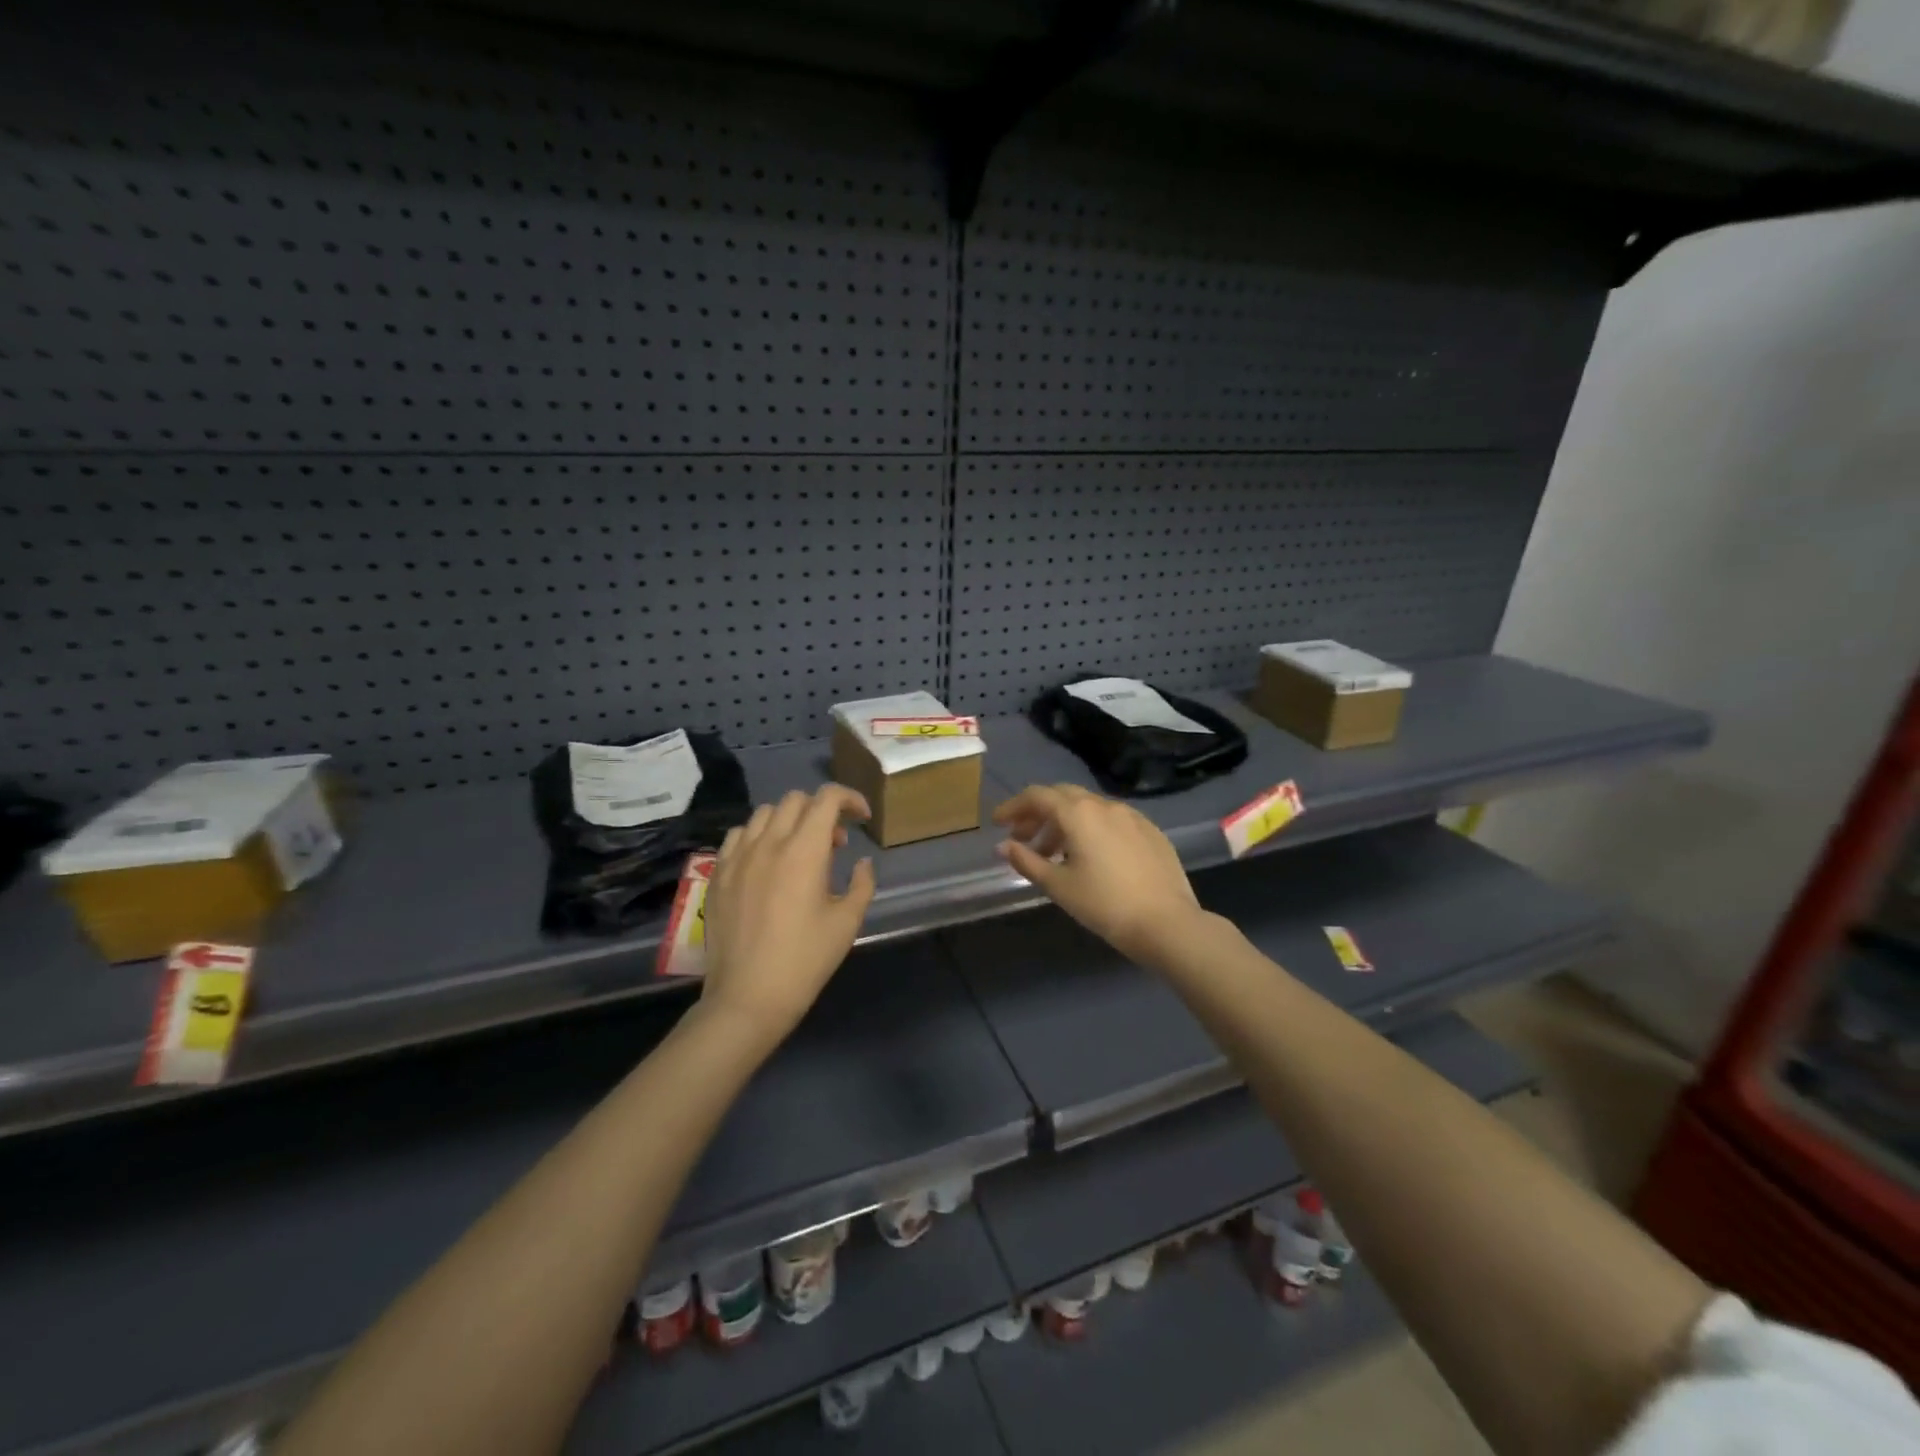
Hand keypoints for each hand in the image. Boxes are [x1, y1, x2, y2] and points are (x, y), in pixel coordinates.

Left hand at [700, 786, 877, 1052]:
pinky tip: (766, 861)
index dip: (849, 798)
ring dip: (789, 820)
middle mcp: (768, 843)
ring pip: (764, 813)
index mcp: (804, 851)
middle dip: (821, 810)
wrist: (748, 996)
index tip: (861, 818)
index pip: (826, 798)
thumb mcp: (847, 923)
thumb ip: (862, 884)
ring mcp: (737, 856)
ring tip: (799, 849)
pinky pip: (737, 835)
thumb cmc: (805, 960)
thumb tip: (862, 863)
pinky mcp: (717, 874)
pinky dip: (758, 836)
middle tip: (835, 841)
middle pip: (796, 800)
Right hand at [993, 784, 1206, 966]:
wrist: (1166, 923)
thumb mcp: (1058, 886)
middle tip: (1023, 838)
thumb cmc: (1104, 904)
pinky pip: (1111, 820)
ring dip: (1064, 823)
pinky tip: (1090, 857)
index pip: (1037, 796)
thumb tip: (1003, 846)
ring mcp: (1131, 816)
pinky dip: (1090, 829)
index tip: (998, 823)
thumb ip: (1026, 861)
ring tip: (1053, 854)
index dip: (1013, 807)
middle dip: (1038, 813)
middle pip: (1062, 796)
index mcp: (1078, 813)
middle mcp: (1104, 805)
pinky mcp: (1150, 830)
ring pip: (1088, 808)